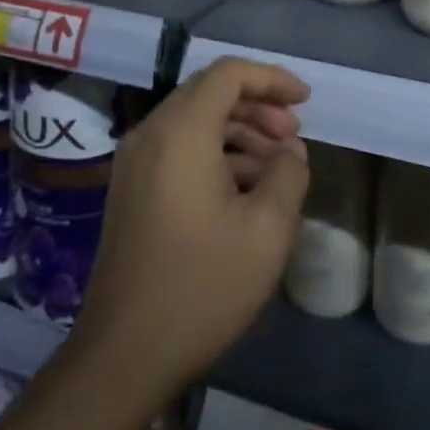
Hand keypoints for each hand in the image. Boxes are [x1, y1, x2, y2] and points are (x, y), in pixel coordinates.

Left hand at [73, 58, 310, 392]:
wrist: (123, 355)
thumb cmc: (202, 286)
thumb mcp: (268, 230)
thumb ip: (288, 174)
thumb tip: (290, 151)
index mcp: (181, 132)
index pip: (228, 74)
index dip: (272, 78)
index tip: (305, 101)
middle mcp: (150, 134)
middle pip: (209, 92)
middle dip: (258, 105)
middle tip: (293, 136)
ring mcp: (133, 162)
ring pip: (194, 120)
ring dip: (239, 130)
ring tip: (276, 164)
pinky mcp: (130, 189)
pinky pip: (177, 147)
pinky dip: (215, 151)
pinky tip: (244, 187)